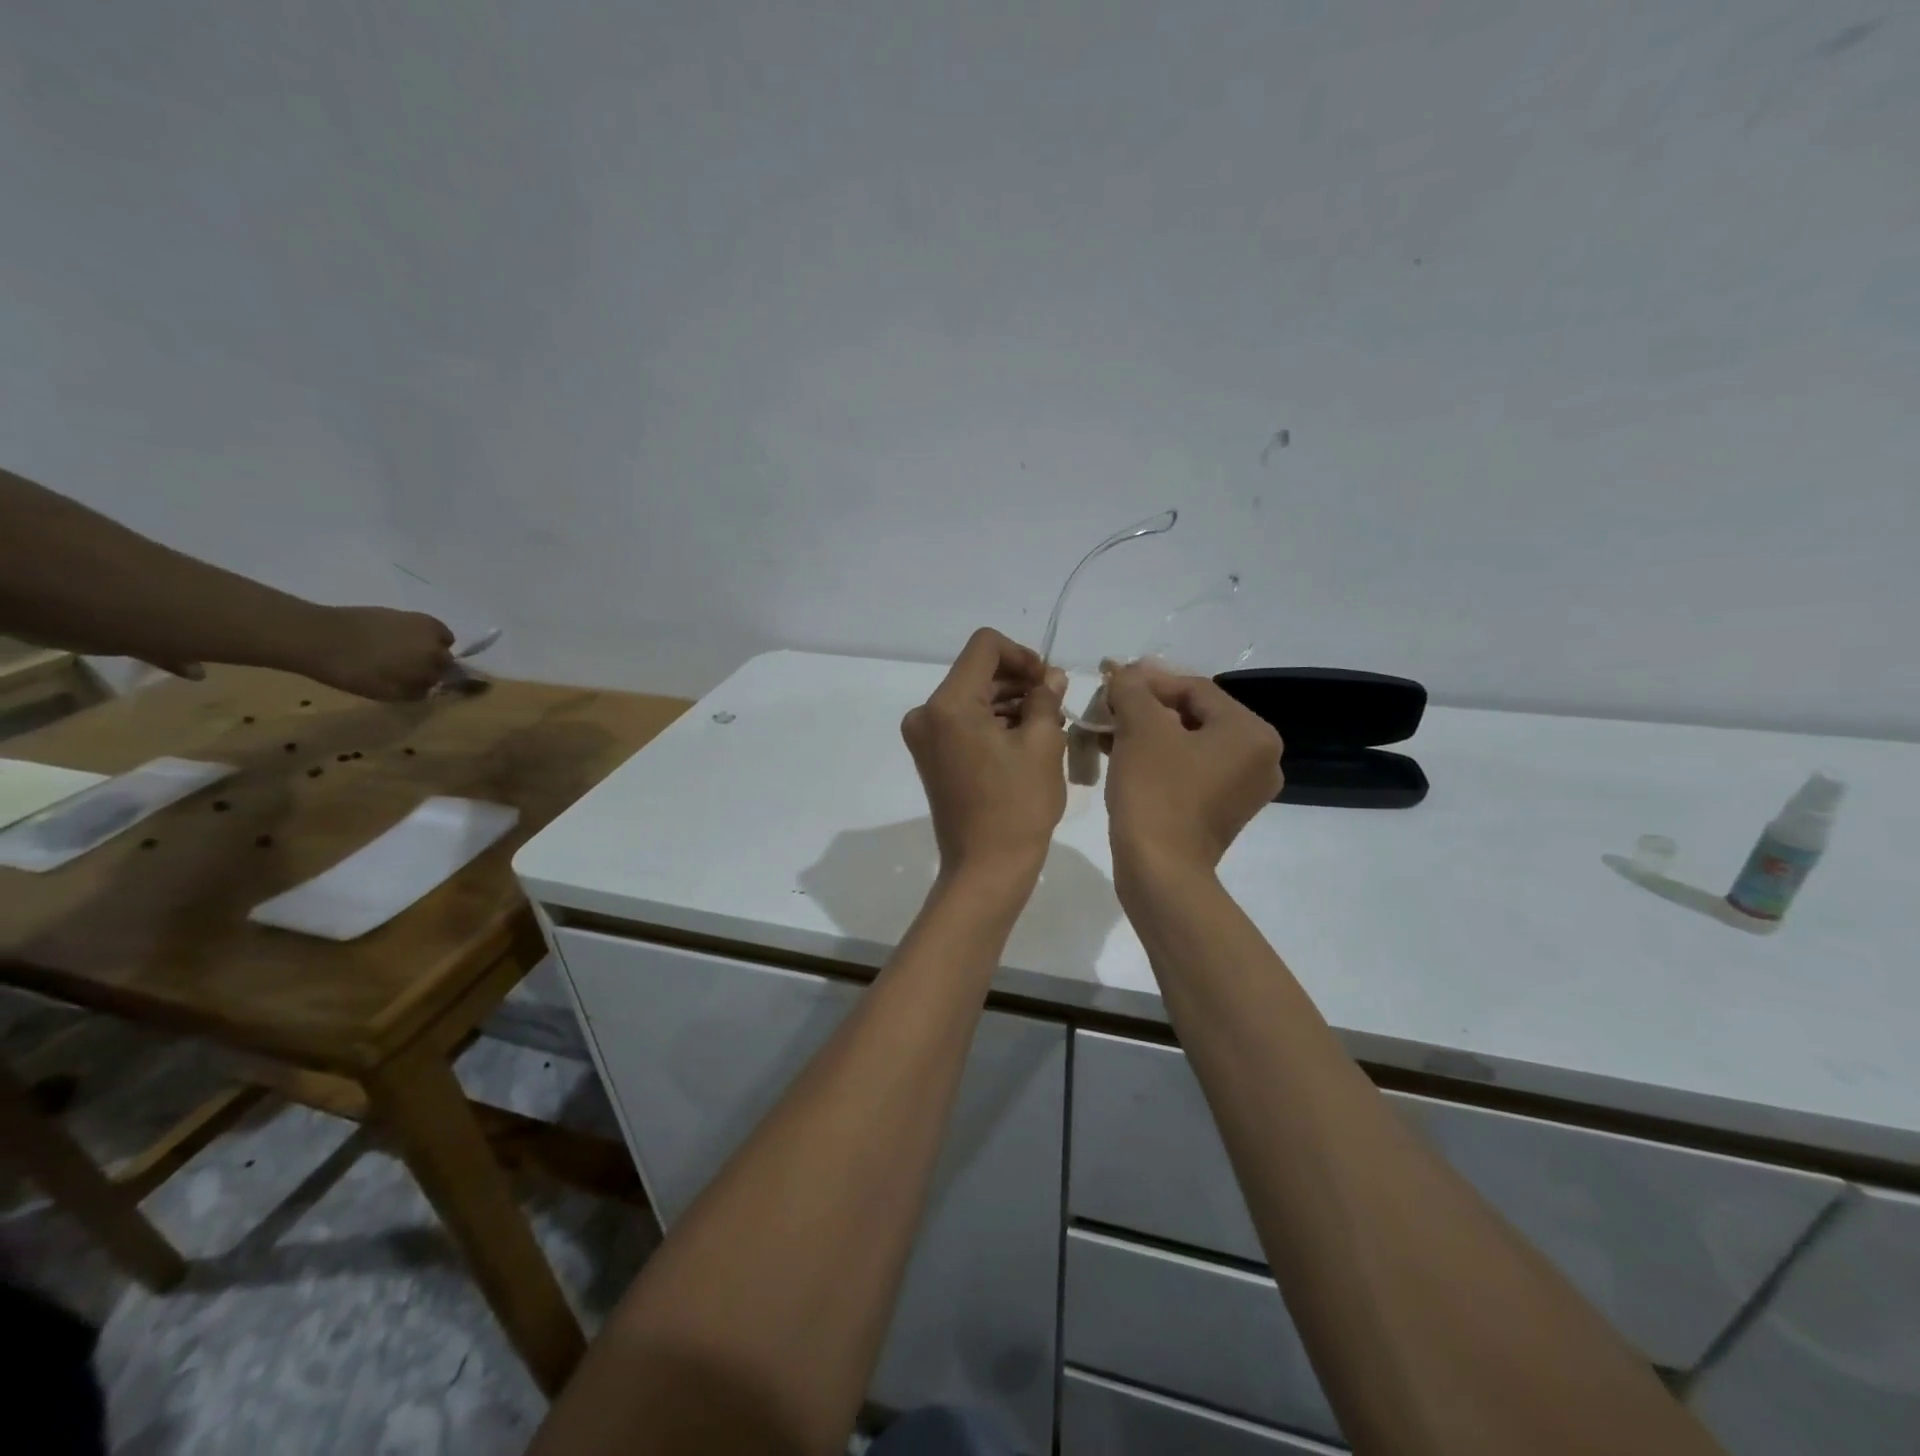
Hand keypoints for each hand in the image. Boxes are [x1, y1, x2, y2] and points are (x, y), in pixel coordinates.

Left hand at [292, 606, 455, 700]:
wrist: (319, 636)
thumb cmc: (353, 671)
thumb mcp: (387, 693)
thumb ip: (415, 692)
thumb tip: (429, 688)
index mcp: (432, 666)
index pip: (446, 678)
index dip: (431, 682)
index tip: (417, 685)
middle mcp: (436, 644)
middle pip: (446, 658)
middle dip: (433, 665)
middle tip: (408, 670)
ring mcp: (423, 626)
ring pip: (442, 640)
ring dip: (431, 647)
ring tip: (404, 653)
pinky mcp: (409, 614)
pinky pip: (429, 626)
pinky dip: (423, 633)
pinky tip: (400, 638)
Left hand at [902, 629, 1066, 878]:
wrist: (986, 868)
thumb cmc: (1018, 806)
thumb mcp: (1043, 745)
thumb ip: (1046, 699)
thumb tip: (1051, 677)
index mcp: (949, 704)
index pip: (985, 646)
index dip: (1022, 655)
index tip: (1048, 682)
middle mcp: (926, 713)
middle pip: (977, 672)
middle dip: (1018, 681)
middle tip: (1055, 703)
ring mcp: (925, 736)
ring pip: (972, 697)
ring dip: (1008, 702)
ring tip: (1046, 724)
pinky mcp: (931, 756)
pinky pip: (964, 722)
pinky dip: (993, 722)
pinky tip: (1025, 739)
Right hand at [1103, 660, 1282, 881]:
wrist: (1159, 871)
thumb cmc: (1155, 791)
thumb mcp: (1139, 728)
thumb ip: (1132, 688)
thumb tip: (1125, 671)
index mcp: (1252, 733)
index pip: (1195, 688)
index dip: (1148, 680)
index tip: (1110, 680)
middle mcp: (1259, 758)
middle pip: (1193, 715)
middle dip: (1146, 708)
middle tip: (1108, 705)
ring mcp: (1242, 789)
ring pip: (1188, 743)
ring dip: (1147, 732)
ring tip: (1107, 729)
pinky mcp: (1221, 812)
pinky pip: (1189, 770)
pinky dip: (1157, 759)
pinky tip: (1120, 755)